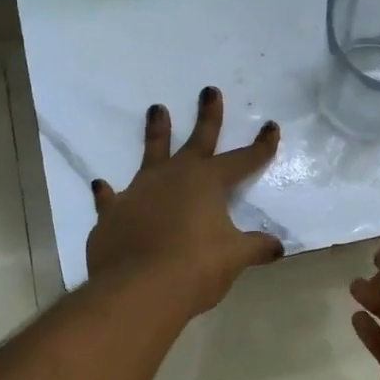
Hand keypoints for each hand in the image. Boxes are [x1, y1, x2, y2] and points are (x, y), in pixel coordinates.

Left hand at [86, 87, 283, 316]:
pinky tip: (102, 186)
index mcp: (208, 183)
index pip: (242, 160)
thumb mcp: (234, 258)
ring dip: (156, 132)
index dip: (260, 146)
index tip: (271, 126)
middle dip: (208, 116)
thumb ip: (255, 248)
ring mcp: (140, 191)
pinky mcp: (113, 213)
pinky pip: (111, 198)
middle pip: (196, 140)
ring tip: (155, 109)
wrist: (138, 289)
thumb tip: (277, 248)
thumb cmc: (195, 268)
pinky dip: (109, 194)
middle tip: (209, 90)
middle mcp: (174, 177)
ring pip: (151, 154)